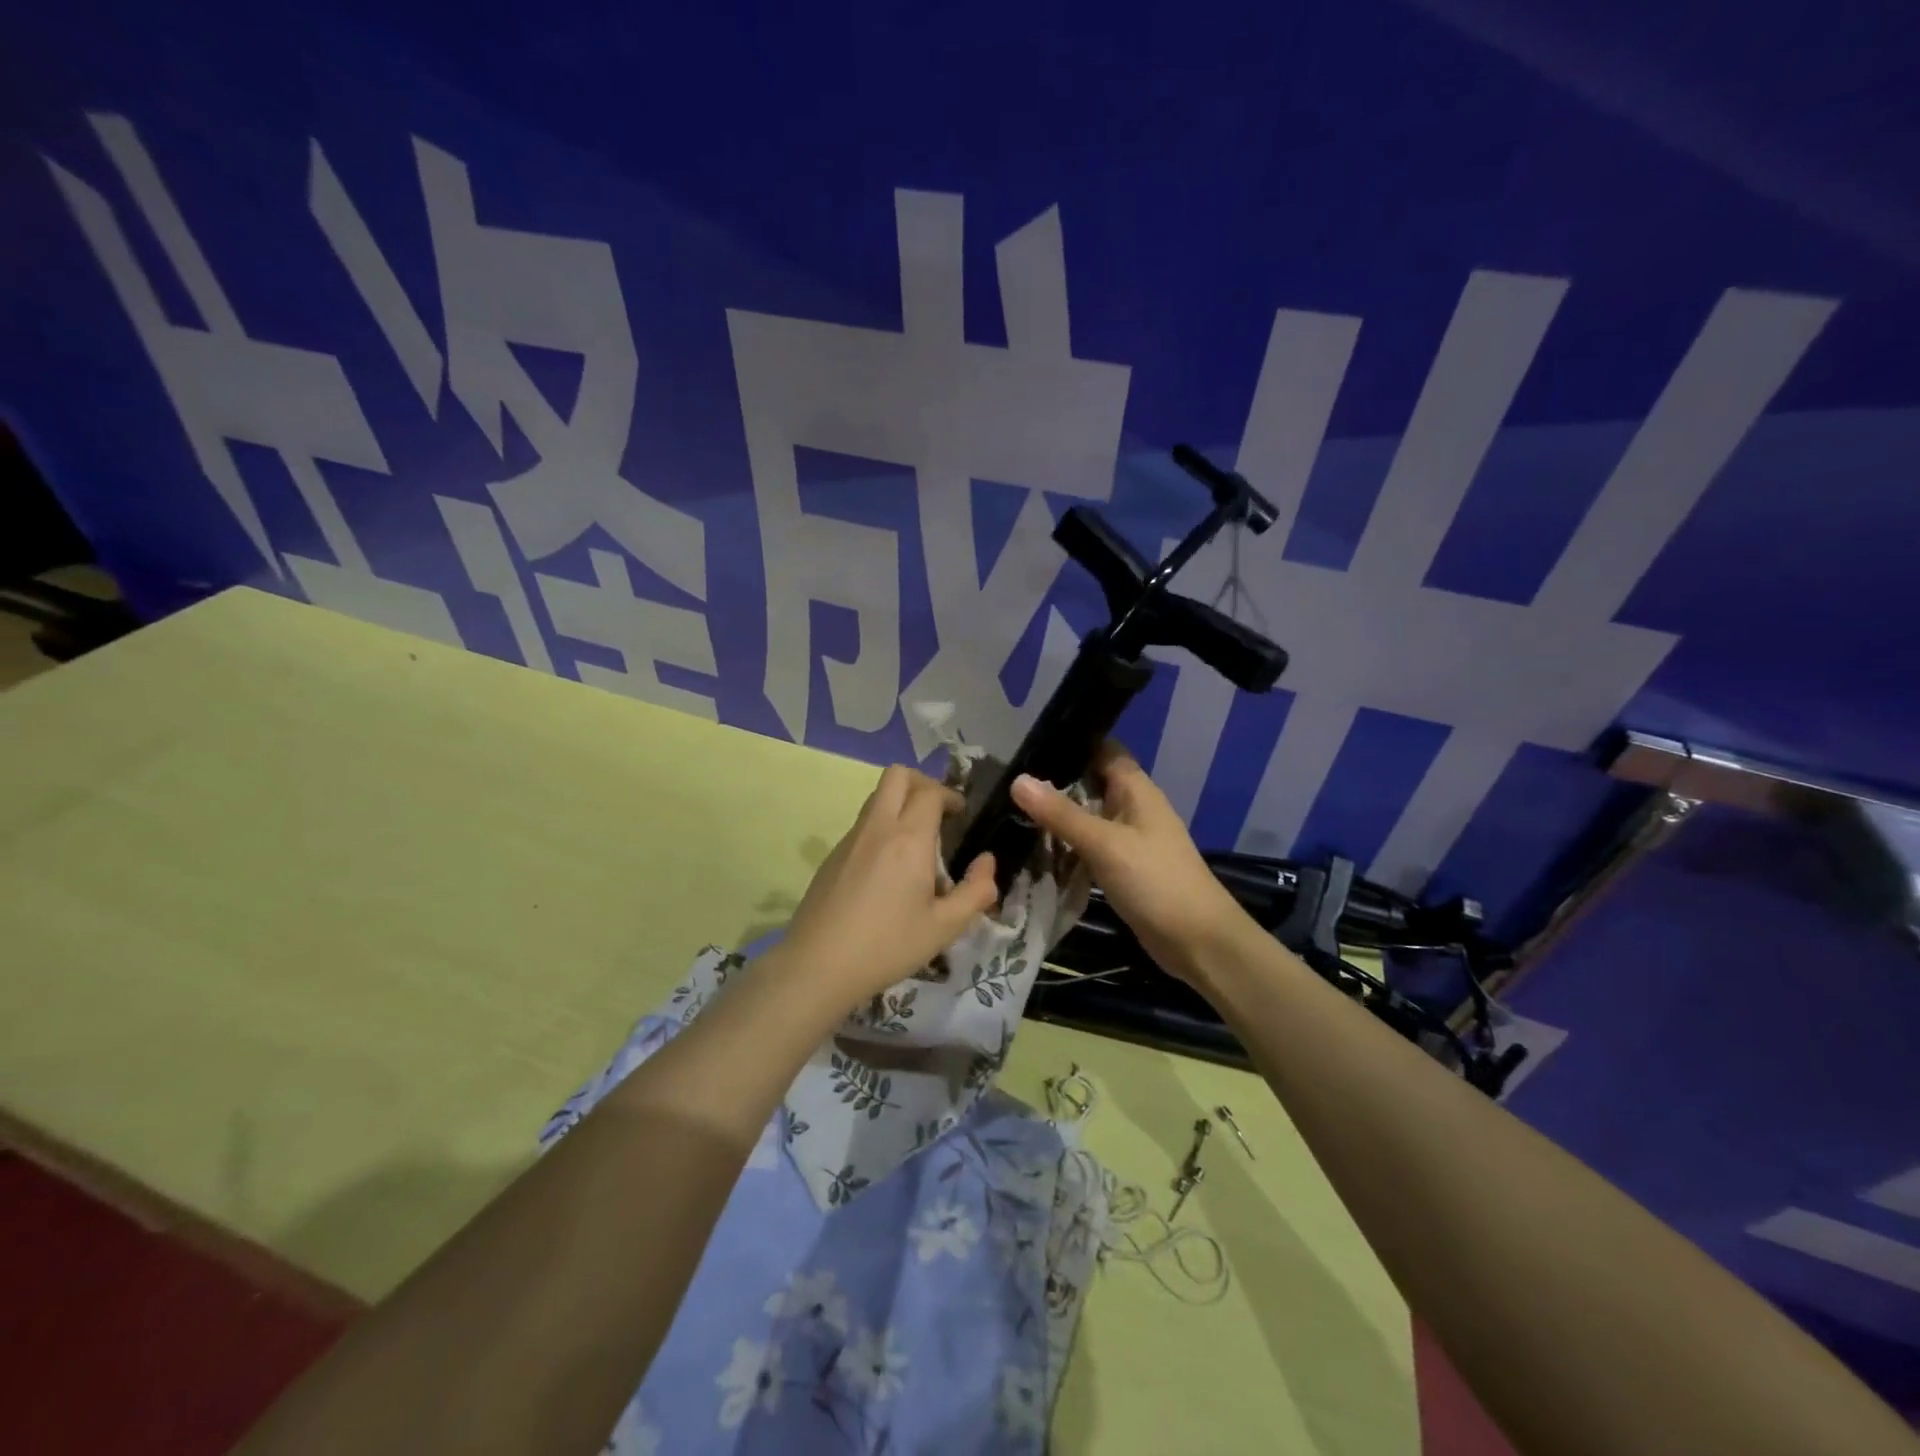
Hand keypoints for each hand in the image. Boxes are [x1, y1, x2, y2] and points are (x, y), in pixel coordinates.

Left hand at [773, 765, 998, 1007]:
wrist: (818, 965)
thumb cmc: (888, 946)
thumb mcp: (944, 927)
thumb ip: (975, 891)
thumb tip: (987, 862)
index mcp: (908, 838)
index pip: (930, 792)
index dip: (950, 795)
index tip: (961, 815)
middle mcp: (877, 827)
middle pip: (897, 775)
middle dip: (923, 783)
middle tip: (938, 812)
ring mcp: (849, 839)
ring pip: (876, 798)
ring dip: (900, 805)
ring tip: (916, 844)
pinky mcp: (831, 856)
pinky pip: (862, 825)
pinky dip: (881, 828)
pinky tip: (887, 871)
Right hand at [1011, 742, 1248, 985]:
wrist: (1197, 941)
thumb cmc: (1155, 881)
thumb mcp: (1103, 843)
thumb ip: (1060, 813)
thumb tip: (1017, 780)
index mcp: (1135, 788)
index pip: (1101, 749)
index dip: (1069, 743)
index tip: (1027, 746)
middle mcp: (1132, 806)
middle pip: (1089, 782)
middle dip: (1054, 783)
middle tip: (1007, 782)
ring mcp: (1129, 838)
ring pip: (1087, 816)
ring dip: (1058, 817)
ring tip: (1010, 812)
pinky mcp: (1123, 866)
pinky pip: (1090, 846)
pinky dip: (1067, 846)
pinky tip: (1036, 849)